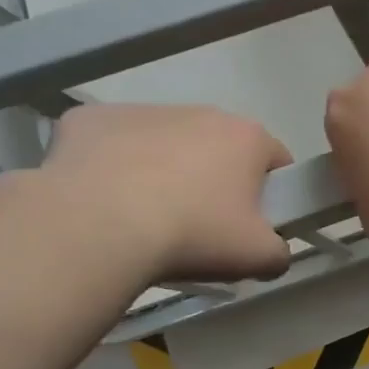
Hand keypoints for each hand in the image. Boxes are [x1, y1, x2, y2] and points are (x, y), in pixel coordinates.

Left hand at [38, 104, 292, 282]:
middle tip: (199, 226)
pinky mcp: (89, 119)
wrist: (94, 228)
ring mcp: (142, 111)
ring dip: (162, 171)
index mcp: (248, 137)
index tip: (252, 222)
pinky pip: (109, 144)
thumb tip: (273, 252)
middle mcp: (200, 112)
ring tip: (144, 219)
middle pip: (218, 147)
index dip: (270, 192)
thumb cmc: (192, 235)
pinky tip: (101, 202)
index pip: (275, 159)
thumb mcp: (258, 257)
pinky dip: (109, 167)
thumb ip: (279, 252)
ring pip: (163, 143)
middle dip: (213, 179)